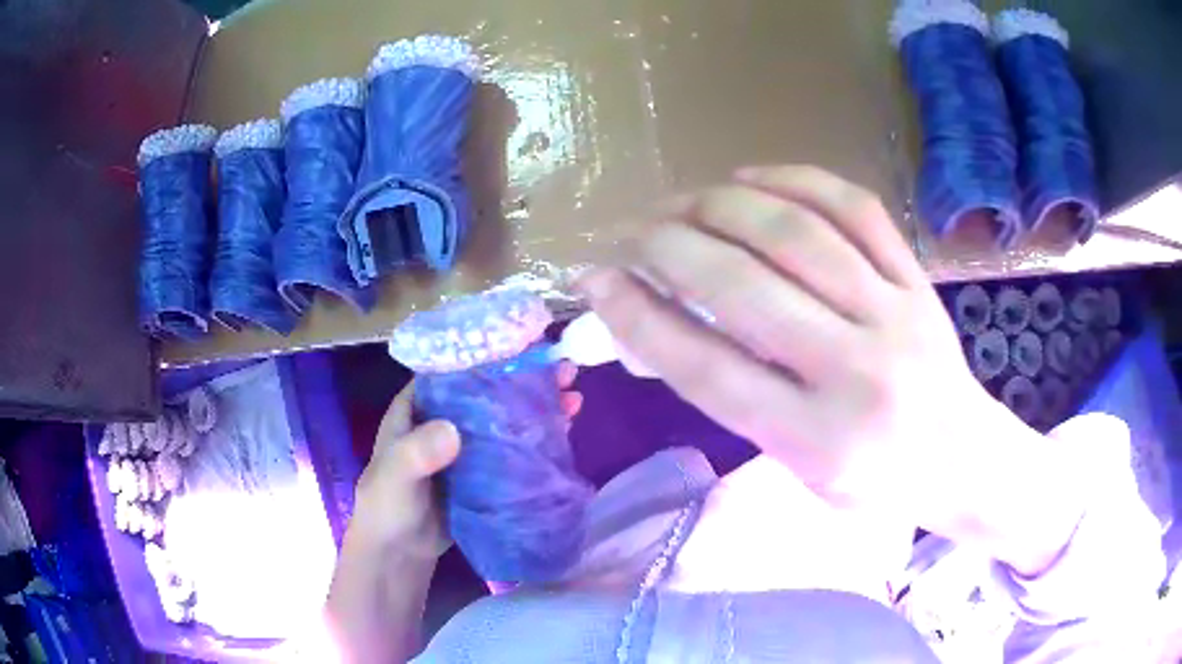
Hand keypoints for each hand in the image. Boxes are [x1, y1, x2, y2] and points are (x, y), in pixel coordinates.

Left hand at [346, 364, 584, 559]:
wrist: (399, 553)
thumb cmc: (386, 507)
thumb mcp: (394, 476)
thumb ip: (416, 452)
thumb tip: (454, 431)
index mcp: (417, 407)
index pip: (454, 368)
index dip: (487, 353)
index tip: (526, 345)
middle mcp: (443, 419)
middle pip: (487, 390)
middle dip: (524, 377)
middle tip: (563, 369)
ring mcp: (465, 448)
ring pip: (504, 418)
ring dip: (535, 405)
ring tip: (573, 395)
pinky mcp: (482, 473)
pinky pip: (511, 449)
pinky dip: (535, 438)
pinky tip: (563, 430)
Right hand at [578, 166, 1074, 568]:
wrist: (961, 456)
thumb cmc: (873, 481)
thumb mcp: (795, 468)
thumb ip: (733, 398)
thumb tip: (659, 324)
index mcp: (815, 440)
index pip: (706, 367)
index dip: (636, 317)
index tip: (593, 281)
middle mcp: (855, 372)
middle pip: (741, 287)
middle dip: (665, 247)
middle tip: (626, 232)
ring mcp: (894, 313)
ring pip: (794, 232)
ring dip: (719, 204)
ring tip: (679, 201)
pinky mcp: (917, 277)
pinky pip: (854, 207)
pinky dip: (795, 179)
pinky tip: (750, 176)